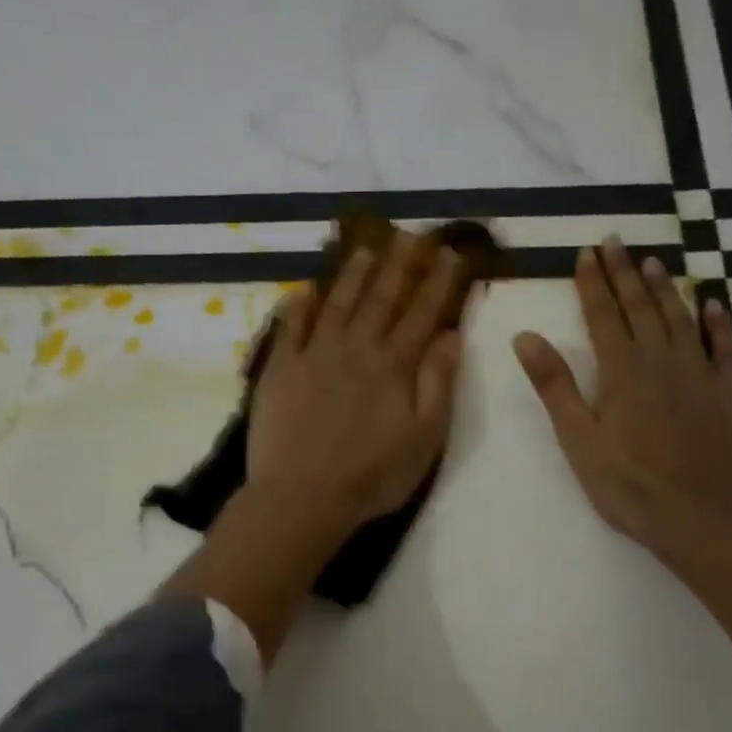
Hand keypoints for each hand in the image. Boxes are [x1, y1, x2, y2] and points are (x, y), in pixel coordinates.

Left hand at [249, 231, 466, 534]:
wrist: (303, 495)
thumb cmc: (373, 475)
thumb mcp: (424, 438)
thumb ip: (438, 383)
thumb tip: (452, 335)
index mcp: (394, 365)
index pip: (422, 314)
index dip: (438, 282)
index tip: (450, 253)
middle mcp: (355, 348)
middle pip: (380, 298)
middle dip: (398, 264)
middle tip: (409, 235)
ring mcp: (313, 356)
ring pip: (336, 304)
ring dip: (352, 275)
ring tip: (363, 249)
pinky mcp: (280, 370)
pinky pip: (289, 328)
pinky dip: (298, 306)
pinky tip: (304, 289)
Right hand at [513, 237, 731, 562]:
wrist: (705, 520)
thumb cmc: (630, 486)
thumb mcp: (578, 440)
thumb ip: (554, 386)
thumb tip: (525, 336)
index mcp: (622, 372)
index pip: (604, 316)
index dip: (593, 283)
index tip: (586, 253)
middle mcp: (664, 361)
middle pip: (642, 307)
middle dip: (625, 273)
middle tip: (616, 241)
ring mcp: (704, 374)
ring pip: (682, 318)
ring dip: (666, 288)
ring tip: (653, 261)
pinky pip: (727, 346)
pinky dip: (719, 321)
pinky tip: (714, 304)